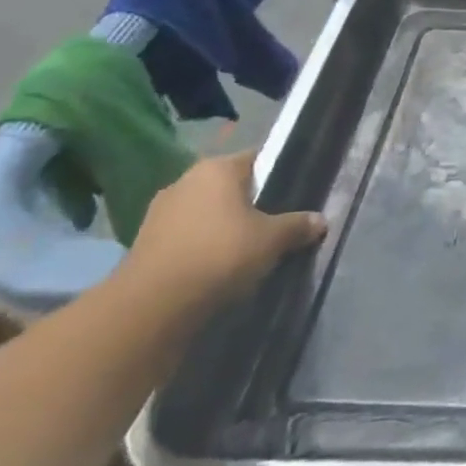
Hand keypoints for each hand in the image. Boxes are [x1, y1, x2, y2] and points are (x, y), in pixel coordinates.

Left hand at [124, 150, 326, 308]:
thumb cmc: (221, 254)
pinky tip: (219, 264)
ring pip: (207, 211)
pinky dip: (203, 245)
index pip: (257, 159)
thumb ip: (298, 225)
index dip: (278, 174)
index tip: (295, 194)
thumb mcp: (273, 239)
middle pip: (230, 186)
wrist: (153, 306)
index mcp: (217, 168)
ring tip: (249, 248)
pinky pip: (188, 235)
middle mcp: (185, 180)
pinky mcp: (145, 242)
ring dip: (225, 225)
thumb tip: (320, 220)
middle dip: (252, 202)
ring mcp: (160, 211)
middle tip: (277, 223)